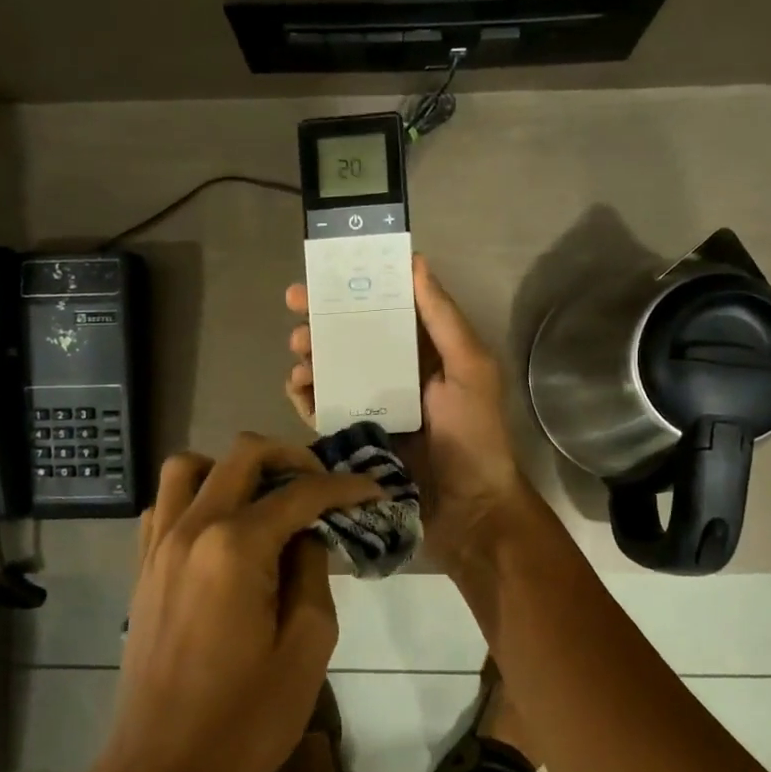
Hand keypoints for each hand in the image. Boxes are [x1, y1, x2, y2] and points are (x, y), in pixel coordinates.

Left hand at [90, 434, 383, 771]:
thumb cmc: (246, 720)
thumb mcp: (307, 647)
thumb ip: (312, 572)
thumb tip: (306, 534)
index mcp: (235, 547)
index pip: (300, 493)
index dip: (344, 487)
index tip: (374, 491)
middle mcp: (191, 529)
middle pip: (242, 455)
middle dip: (292, 458)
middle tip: (324, 486)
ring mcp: (158, 546)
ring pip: (189, 467)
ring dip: (233, 468)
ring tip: (266, 498)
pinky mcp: (142, 568)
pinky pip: (163, 504)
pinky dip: (195, 496)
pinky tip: (223, 529)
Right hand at [286, 255, 528, 565]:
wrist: (469, 509)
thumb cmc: (476, 434)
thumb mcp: (470, 368)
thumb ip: (442, 318)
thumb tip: (416, 262)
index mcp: (424, 352)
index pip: (384, 309)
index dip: (354, 288)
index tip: (325, 273)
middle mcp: (395, 373)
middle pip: (350, 336)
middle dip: (321, 319)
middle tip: (294, 308)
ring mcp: (372, 406)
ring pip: (331, 370)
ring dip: (310, 355)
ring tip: (299, 354)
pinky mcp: (355, 437)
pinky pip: (323, 409)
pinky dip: (306, 395)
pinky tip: (299, 387)